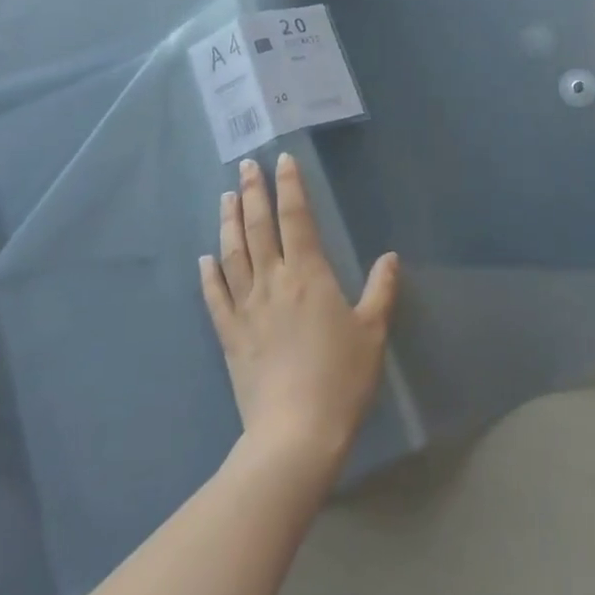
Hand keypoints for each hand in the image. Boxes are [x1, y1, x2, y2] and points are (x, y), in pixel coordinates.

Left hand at [200, 152, 399, 479]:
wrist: (296, 434)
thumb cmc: (341, 379)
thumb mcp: (373, 332)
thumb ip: (381, 290)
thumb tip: (390, 256)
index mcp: (309, 275)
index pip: (296, 218)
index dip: (290, 186)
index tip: (283, 160)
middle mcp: (273, 281)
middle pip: (259, 227)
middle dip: (254, 192)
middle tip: (246, 165)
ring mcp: (246, 308)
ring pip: (233, 254)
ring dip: (229, 222)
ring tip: (226, 196)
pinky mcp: (229, 335)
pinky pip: (215, 296)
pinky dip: (209, 274)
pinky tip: (204, 257)